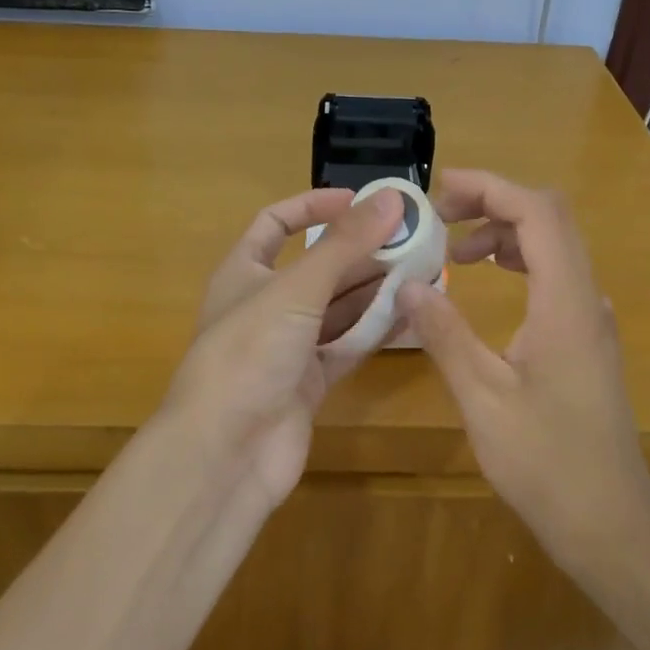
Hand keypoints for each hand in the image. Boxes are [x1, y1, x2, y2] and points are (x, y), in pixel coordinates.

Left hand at [164, 188, 402, 503]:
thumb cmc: (249, 352)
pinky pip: (347, 346)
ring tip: (423, 270)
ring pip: (337, 309)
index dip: (315, 206)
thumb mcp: (296, 289)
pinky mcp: (308, 383)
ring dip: (375, 290)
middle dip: (361, 252)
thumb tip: (391, 198)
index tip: (362, 201)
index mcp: (243, 272)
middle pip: (317, 267)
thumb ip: (344, 245)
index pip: (277, 223)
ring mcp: (287, 347)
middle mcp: (264, 305)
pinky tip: (411, 313)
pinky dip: (375, 330)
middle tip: (413, 239)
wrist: (226, 452)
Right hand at [397, 169, 649, 565]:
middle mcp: (586, 300)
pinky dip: (520, 263)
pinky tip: (490, 286)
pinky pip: (556, 278)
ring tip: (455, 253)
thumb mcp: (483, 398)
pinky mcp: (587, 342)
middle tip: (440, 218)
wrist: (608, 523)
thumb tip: (409, 284)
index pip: (538, 213)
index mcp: (565, 304)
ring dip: (506, 235)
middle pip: (550, 220)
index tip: (440, 190)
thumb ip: (445, 335)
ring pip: (555, 248)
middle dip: (494, 204)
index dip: (491, 188)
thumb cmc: (545, 463)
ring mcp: (592, 321)